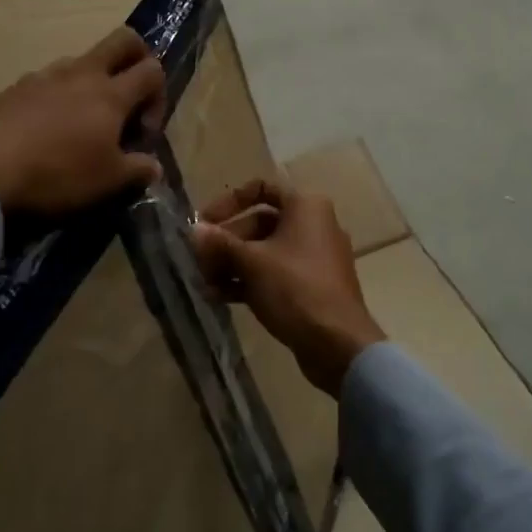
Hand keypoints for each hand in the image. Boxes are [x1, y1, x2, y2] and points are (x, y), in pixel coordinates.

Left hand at [0, 26, 164, 214]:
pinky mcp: (10, 89)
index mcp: (110, 94)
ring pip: (80, 63)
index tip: (143, 134)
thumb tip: (153, 165)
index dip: (159, 97)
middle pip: (122, 41)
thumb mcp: (106, 183)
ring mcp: (42, 76)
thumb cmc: (55, 174)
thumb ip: (137, 170)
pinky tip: (43, 135)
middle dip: (136, 58)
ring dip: (91, 85)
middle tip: (131, 96)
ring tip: (80, 128)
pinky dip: (57, 100)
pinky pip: (46, 83)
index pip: (152, 70)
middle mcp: (80, 74)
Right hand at [190, 179, 383, 398]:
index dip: (228, 203)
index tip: (205, 223)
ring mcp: (315, 257)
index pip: (261, 189)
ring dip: (232, 264)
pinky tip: (220, 297)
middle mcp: (314, 225)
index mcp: (305, 207)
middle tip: (199, 261)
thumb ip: (220, 243)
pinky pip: (275, 274)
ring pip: (265, 252)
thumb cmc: (294, 288)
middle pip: (259, 223)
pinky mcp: (312, 285)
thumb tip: (194, 230)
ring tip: (205, 284)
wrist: (337, 343)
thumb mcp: (251, 262)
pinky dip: (249, 280)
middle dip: (226, 242)